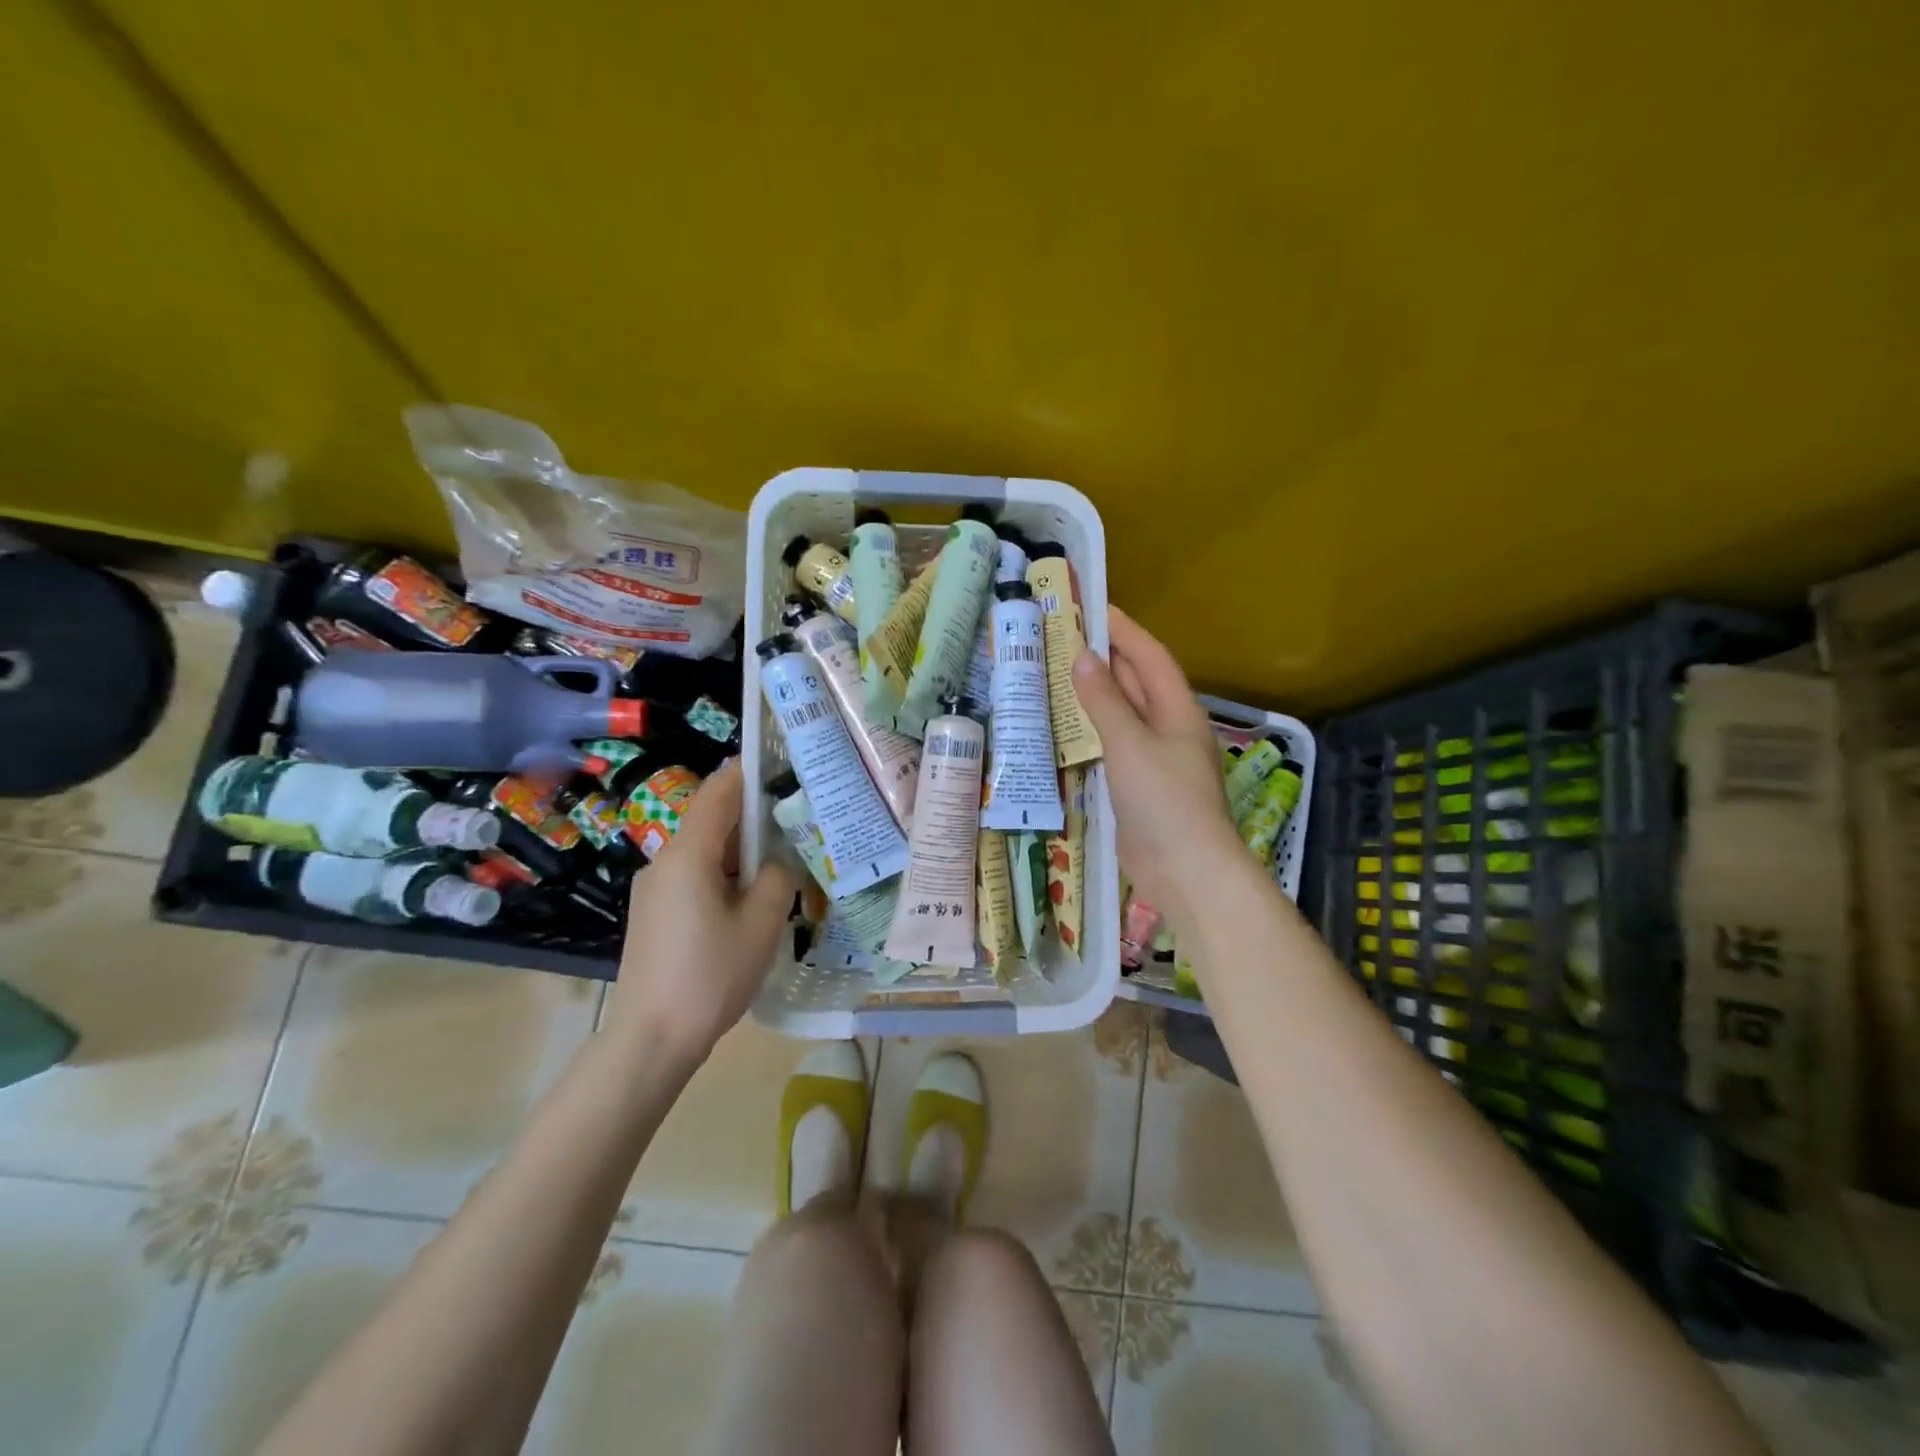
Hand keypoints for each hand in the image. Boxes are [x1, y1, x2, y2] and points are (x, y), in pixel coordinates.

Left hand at [608, 760, 798, 1064]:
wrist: (650, 1040)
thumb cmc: (710, 977)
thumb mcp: (761, 925)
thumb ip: (778, 879)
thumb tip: (779, 863)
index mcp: (689, 855)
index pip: (719, 792)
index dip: (748, 771)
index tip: (781, 761)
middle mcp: (665, 861)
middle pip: (712, 820)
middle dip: (754, 815)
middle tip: (798, 819)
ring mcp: (655, 888)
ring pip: (705, 851)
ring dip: (742, 850)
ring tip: (783, 860)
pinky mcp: (654, 912)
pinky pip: (694, 875)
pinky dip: (725, 873)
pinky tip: (751, 897)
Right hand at [1073, 607, 1242, 921]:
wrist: (1186, 870)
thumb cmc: (1164, 800)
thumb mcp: (1130, 744)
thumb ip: (1105, 702)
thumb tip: (1083, 658)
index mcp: (1177, 710)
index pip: (1150, 657)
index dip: (1124, 630)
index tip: (1093, 606)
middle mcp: (1169, 728)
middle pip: (1137, 682)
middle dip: (1106, 658)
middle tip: (1064, 637)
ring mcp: (1155, 758)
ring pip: (1124, 714)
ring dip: (1097, 694)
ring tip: (1058, 673)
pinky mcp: (1139, 786)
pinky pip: (1114, 745)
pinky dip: (1093, 731)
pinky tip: (1068, 727)